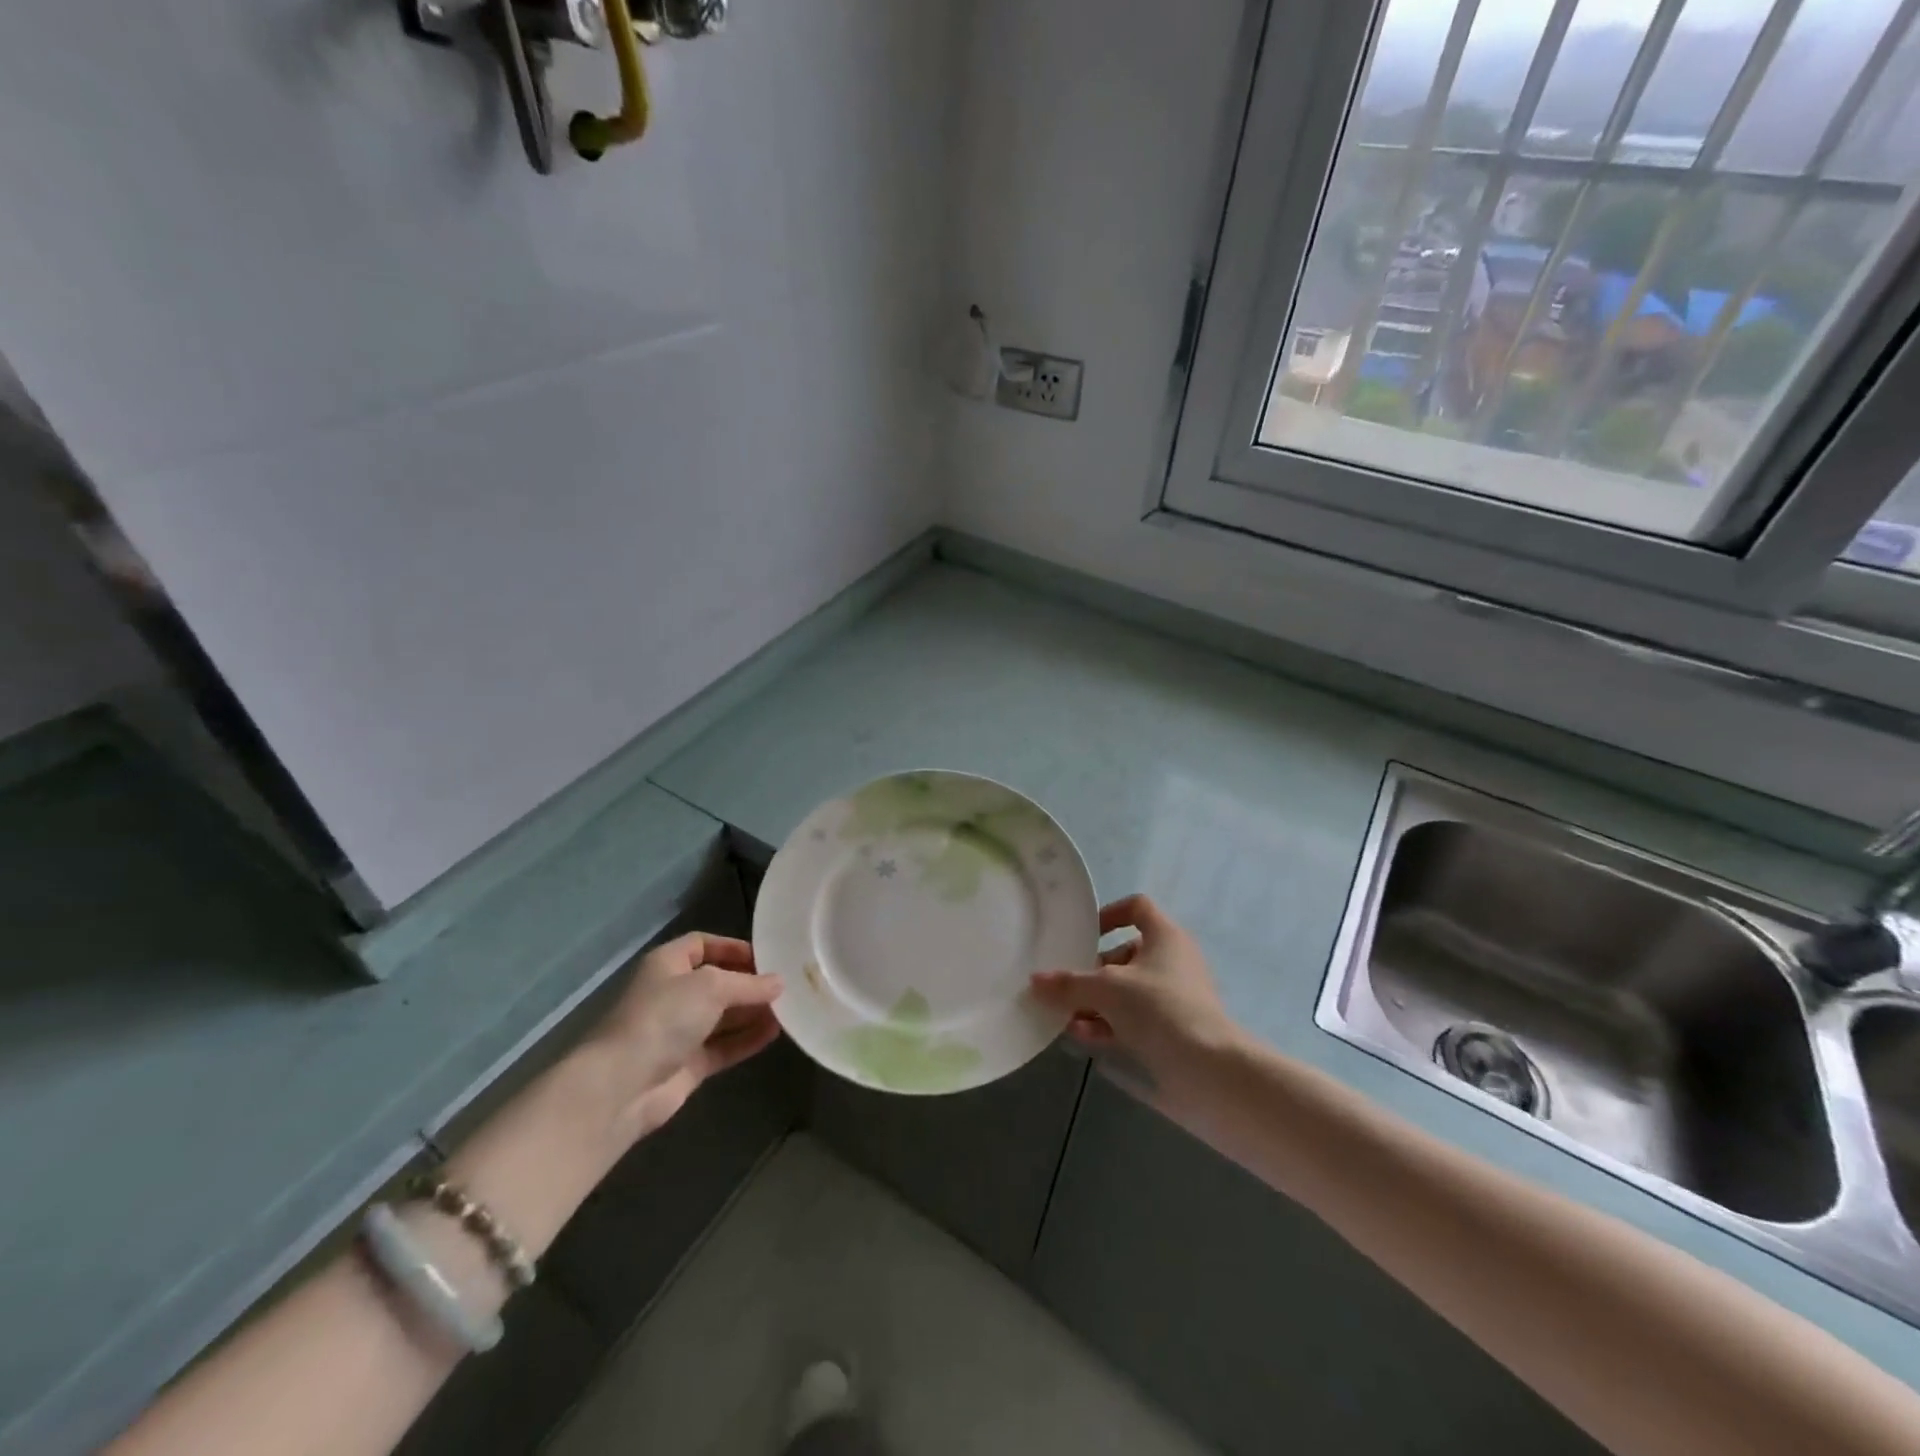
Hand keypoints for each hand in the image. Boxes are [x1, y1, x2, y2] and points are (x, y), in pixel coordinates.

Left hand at [588, 933, 783, 1136]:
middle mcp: (672, 994)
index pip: (702, 944)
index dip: (732, 947)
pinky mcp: (688, 1064)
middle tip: (785, 986)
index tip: (766, 957)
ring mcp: (679, 1031)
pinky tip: (774, 1033)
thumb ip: (749, 984)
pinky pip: (724, 1046)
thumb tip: (779, 983)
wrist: (622, 1086)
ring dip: (752, 1012)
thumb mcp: (711, 987)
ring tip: (788, 1008)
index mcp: (667, 964)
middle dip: (749, 983)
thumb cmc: (664, 1018)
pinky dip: (747, 1039)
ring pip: (723, 1016)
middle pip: (717, 981)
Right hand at [1030, 894, 1244, 1107]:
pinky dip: (1108, 1024)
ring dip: (1095, 1002)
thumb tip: (1035, 980)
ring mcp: (1174, 998)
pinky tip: (1081, 1036)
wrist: (1209, 1070)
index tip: (1084, 934)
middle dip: (1092, 970)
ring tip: (1065, 1016)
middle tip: (1065, 984)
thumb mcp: (1107, 990)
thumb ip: (1069, 984)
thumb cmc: (1159, 1009)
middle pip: (1125, 954)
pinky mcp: (1172, 1031)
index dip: (1109, 914)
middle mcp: (1172, 961)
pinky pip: (1132, 1019)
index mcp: (1165, 937)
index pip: (1137, 908)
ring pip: (1126, 991)